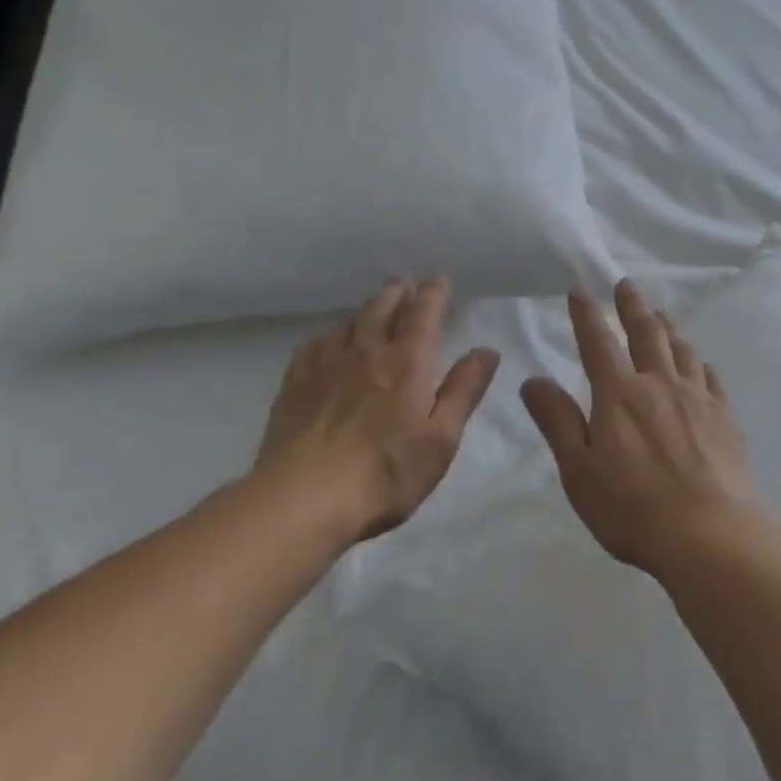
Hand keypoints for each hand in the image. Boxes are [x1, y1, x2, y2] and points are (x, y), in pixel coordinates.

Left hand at [252, 278, 500, 548]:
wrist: (302, 500)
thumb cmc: (386, 472)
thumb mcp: (442, 438)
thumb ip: (464, 390)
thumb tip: (487, 350)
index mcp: (407, 362)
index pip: (423, 313)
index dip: (433, 293)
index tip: (439, 279)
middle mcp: (366, 352)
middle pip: (382, 308)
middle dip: (398, 294)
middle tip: (406, 287)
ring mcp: (325, 366)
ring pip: (348, 323)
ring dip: (366, 310)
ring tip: (374, 310)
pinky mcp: (294, 385)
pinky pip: (315, 345)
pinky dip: (331, 335)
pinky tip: (330, 343)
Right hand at [521, 280, 757, 577]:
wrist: (709, 532)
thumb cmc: (632, 508)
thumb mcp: (580, 471)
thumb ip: (558, 422)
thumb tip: (533, 380)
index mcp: (619, 395)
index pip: (598, 343)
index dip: (587, 314)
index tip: (580, 289)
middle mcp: (659, 384)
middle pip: (646, 333)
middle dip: (632, 306)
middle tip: (627, 285)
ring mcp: (696, 397)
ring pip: (681, 349)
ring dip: (668, 327)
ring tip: (661, 314)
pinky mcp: (724, 415)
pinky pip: (709, 376)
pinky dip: (698, 361)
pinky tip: (698, 362)